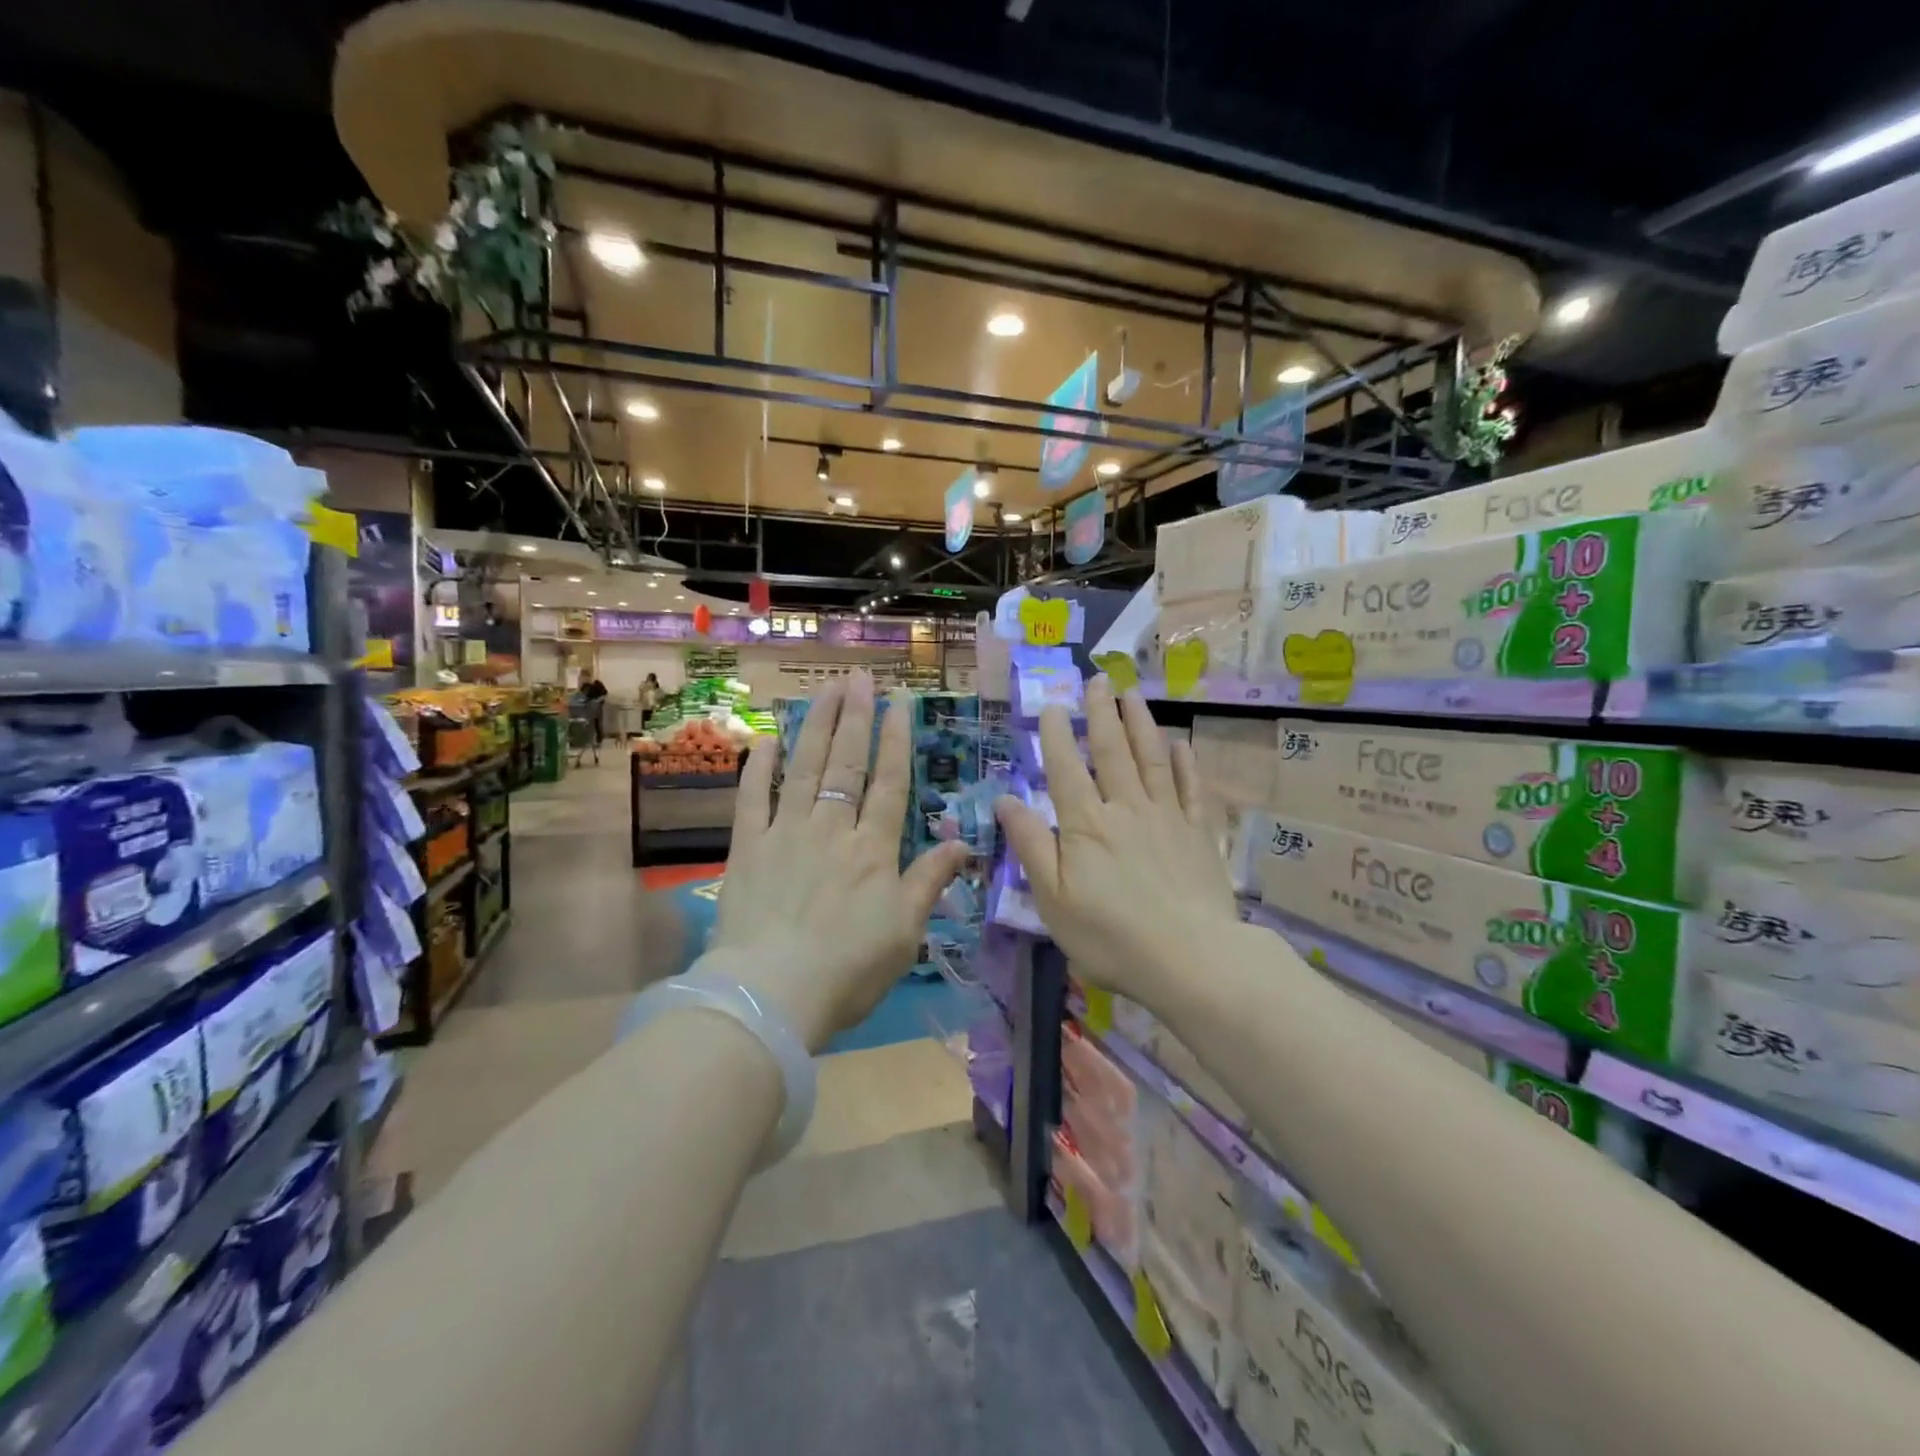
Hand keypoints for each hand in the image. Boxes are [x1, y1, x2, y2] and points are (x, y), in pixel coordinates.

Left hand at [707, 672, 968, 1050]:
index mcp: (874, 849)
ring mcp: (787, 833)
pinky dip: (759, 767)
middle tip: (860, 678)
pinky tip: (767, 740)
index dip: (895, 740)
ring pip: (805, 768)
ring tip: (824, 690)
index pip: (889, 783)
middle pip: (847, 764)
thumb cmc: (849, 969)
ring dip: (815, 726)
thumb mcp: (905, 932)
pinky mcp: (747, 847)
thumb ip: (930, 881)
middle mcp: (833, 828)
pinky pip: (752, 798)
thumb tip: (964, 843)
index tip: (898, 703)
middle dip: (855, 717)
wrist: (773, 995)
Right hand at [994, 677, 1240, 1008]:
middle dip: (1102, 713)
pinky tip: (1181, 744)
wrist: (1190, 959)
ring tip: (1133, 693)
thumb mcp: (1053, 899)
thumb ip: (1031, 845)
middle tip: (1098, 679)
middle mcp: (1126, 809)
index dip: (1057, 735)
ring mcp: (1167, 817)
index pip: (1067, 768)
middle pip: (1112, 752)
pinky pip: (1192, 789)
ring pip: (1152, 759)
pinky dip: (1186, 763)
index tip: (1053, 705)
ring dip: (1141, 723)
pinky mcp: (1199, 834)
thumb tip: (1007, 799)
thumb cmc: (1110, 935)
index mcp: (1086, 825)